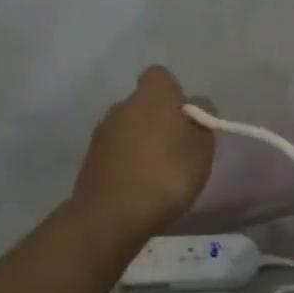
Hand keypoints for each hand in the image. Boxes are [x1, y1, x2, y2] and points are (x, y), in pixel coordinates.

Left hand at [72, 67, 215, 238]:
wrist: (111, 216)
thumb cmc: (167, 174)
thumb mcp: (202, 147)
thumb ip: (203, 119)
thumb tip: (196, 105)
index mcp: (152, 95)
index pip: (160, 76)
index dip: (175, 93)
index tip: (186, 118)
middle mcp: (122, 105)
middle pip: (144, 104)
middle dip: (159, 120)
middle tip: (178, 149)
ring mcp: (102, 132)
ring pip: (129, 128)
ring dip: (142, 142)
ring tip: (159, 172)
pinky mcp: (90, 159)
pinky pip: (116, 151)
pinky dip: (127, 161)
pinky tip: (140, 186)